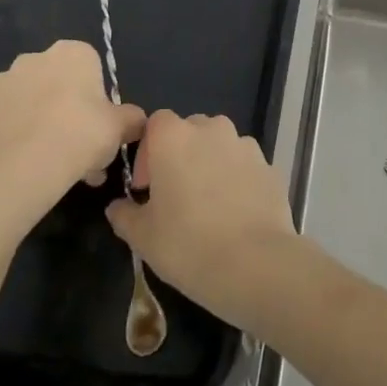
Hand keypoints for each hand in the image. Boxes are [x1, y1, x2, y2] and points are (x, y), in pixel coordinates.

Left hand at [0, 40, 144, 219]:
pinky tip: (17, 160)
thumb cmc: (80, 136)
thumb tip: (136, 120)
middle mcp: (34, 58)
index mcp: (72, 54)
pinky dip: (6, 135)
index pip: (89, 68)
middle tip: (74, 148)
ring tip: (45, 161)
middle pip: (55, 82)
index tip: (97, 125)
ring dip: (35, 121)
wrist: (20, 168)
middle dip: (64, 109)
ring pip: (25, 101)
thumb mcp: (120, 129)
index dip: (95, 98)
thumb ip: (132, 119)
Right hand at [105, 110, 300, 328]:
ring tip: (207, 204)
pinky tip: (234, 212)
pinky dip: (236, 178)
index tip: (147, 187)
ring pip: (220, 144)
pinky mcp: (268, 165)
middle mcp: (212, 130)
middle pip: (190, 129)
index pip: (156, 123)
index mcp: (174, 137)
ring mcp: (244, 145)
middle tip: (174, 194)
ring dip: (210, 163)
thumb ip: (125, 215)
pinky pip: (244, 164)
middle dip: (180, 154)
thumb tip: (117, 207)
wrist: (254, 262)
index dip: (148, 151)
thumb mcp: (143, 237)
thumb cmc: (187, 244)